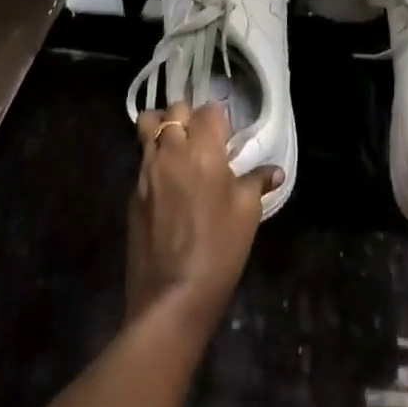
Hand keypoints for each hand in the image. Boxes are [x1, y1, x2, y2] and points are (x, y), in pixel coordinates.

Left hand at [127, 101, 277, 328]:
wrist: (172, 296)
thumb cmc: (219, 248)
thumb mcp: (248, 213)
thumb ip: (257, 182)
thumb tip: (274, 171)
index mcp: (203, 149)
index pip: (209, 110)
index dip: (219, 118)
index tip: (227, 135)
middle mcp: (171, 150)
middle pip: (174, 110)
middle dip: (188, 116)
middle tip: (202, 137)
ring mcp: (146, 171)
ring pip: (148, 127)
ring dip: (163, 128)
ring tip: (177, 147)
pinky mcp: (133, 193)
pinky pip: (141, 160)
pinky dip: (153, 159)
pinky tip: (167, 182)